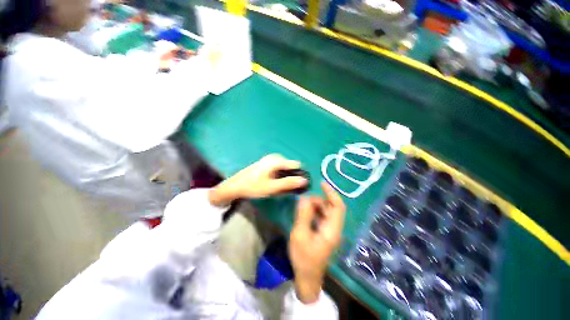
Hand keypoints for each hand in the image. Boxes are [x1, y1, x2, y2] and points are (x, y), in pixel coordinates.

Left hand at [209, 154, 307, 206]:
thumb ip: (288, 183)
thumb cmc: (253, 186)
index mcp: (277, 161)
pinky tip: (273, 182)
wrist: (236, 185)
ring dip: (284, 177)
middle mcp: (274, 157)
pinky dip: (279, 175)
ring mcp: (270, 159)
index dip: (298, 175)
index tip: (296, 186)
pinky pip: (278, 168)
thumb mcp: (272, 187)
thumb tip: (304, 180)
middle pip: (290, 166)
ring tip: (278, 186)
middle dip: (290, 177)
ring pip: (284, 168)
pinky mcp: (266, 162)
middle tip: (284, 188)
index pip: (296, 165)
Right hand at [289, 182, 345, 303]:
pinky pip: (321, 217)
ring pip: (326, 212)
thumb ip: (303, 215)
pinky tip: (304, 215)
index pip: (338, 206)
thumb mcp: (300, 235)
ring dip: (315, 206)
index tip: (321, 183)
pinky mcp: (325, 233)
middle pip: (331, 207)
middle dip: (318, 201)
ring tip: (302, 209)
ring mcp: (330, 231)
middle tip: (304, 202)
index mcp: (332, 230)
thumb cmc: (303, 258)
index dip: (331, 193)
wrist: (307, 279)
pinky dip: (314, 212)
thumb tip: (304, 197)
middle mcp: (334, 229)